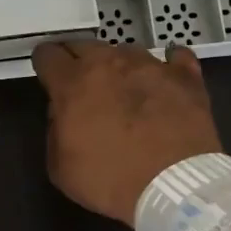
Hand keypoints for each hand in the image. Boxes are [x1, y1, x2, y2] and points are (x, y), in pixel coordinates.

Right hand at [33, 40, 222, 224]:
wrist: (174, 186)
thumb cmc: (110, 180)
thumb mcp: (61, 168)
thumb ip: (55, 131)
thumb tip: (63, 113)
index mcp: (73, 83)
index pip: (48, 55)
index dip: (45, 64)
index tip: (48, 75)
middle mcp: (109, 63)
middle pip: (84, 45)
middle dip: (78, 61)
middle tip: (82, 84)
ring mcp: (150, 65)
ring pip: (125, 50)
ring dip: (119, 66)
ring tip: (125, 88)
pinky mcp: (185, 76)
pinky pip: (175, 58)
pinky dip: (168, 65)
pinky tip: (166, 78)